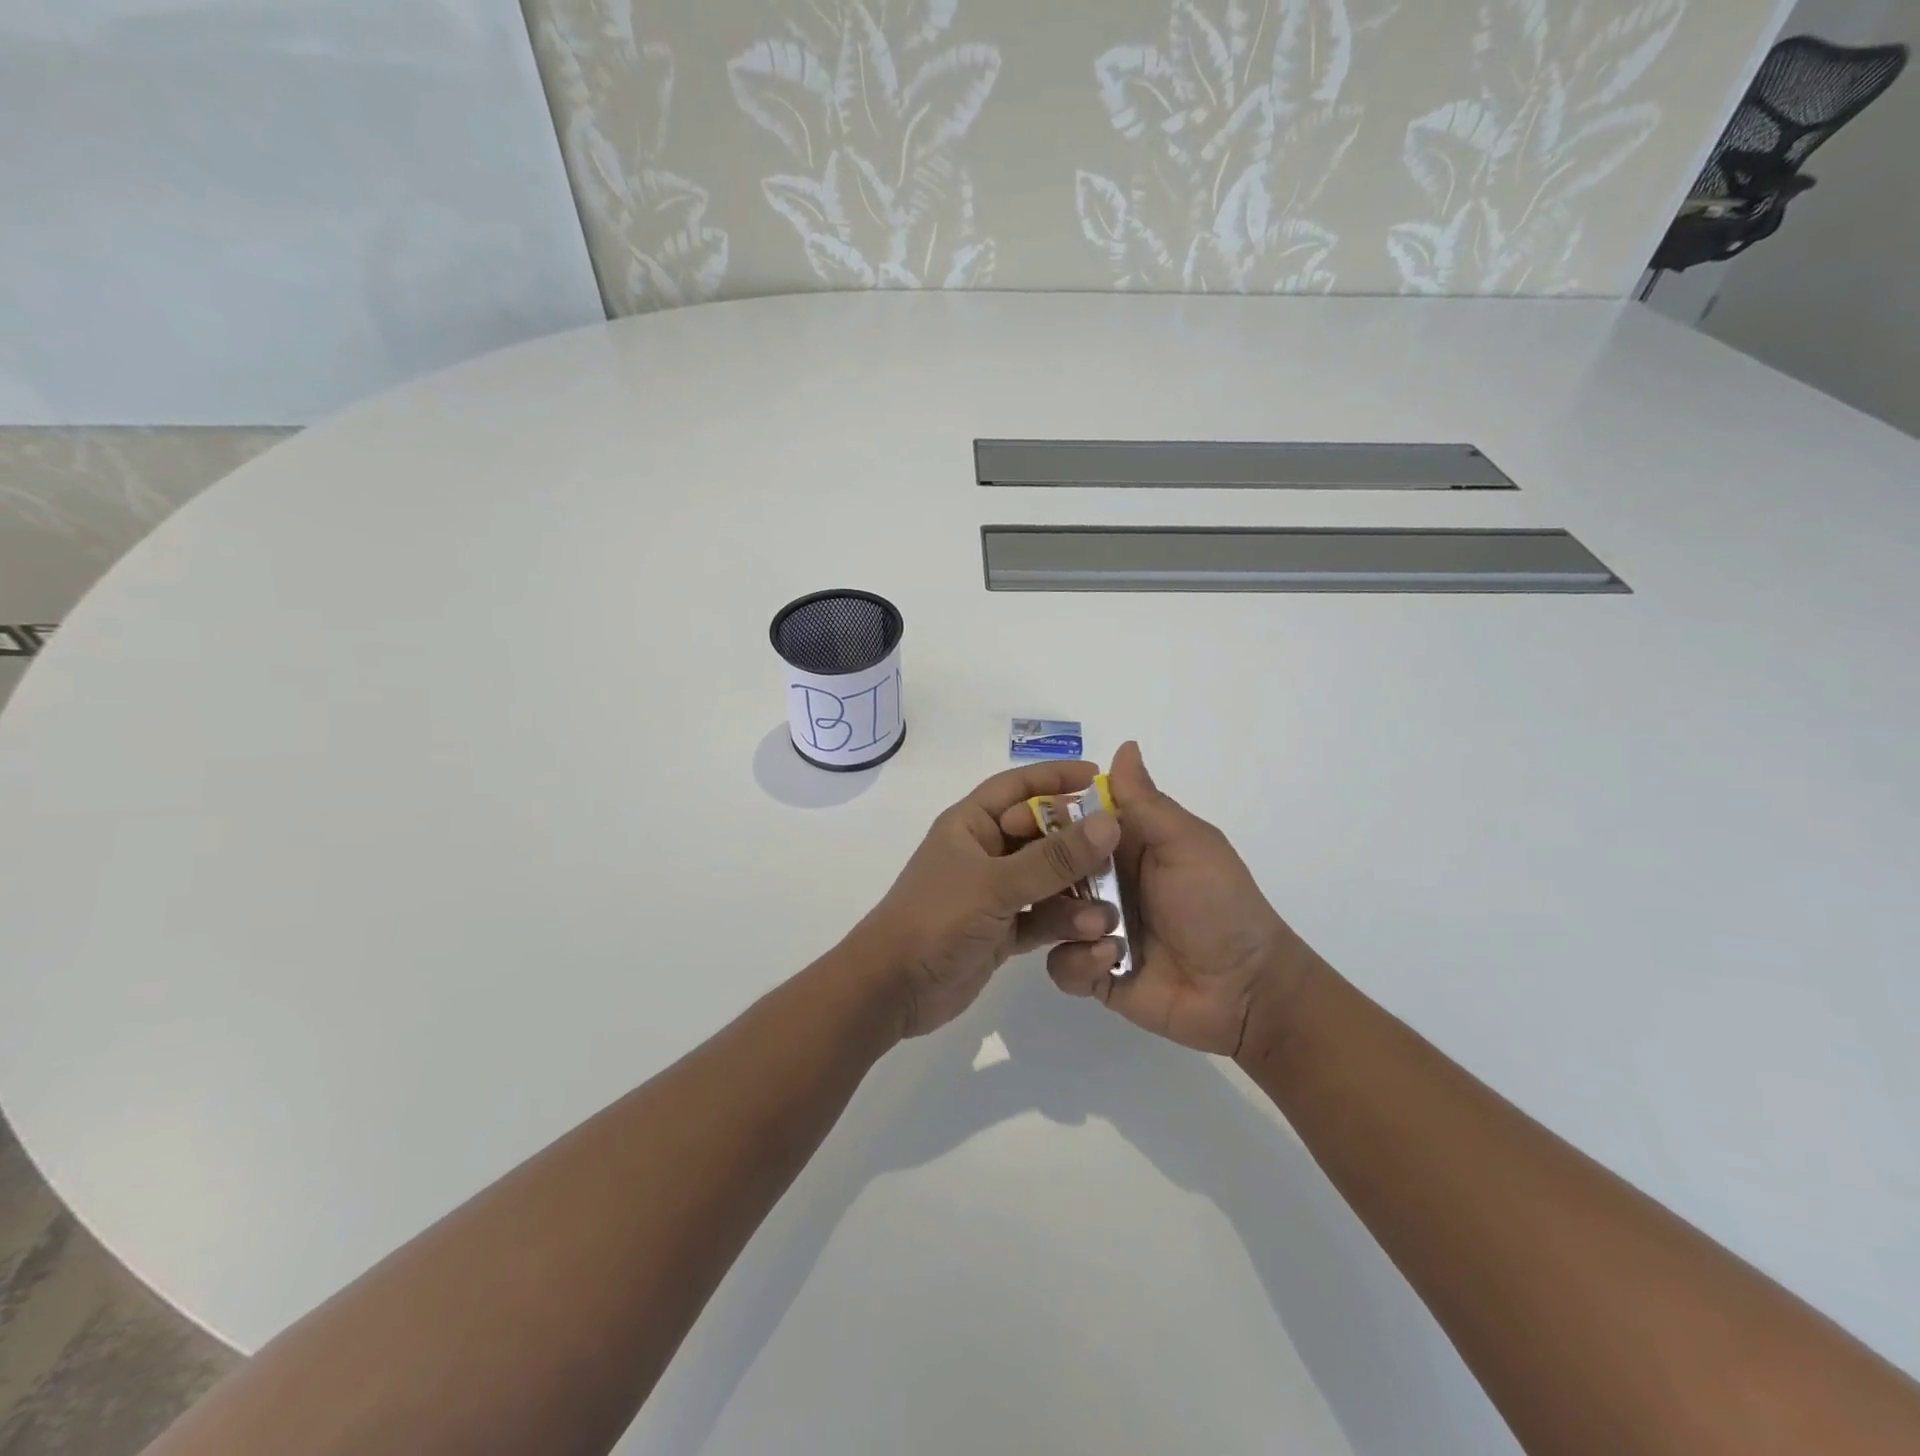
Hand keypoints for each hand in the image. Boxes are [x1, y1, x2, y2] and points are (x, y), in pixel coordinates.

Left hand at [851, 762, 1122, 1038]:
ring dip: (1076, 891)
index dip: (1056, 778)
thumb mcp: (996, 884)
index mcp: (970, 824)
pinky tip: (1093, 933)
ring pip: (1046, 880)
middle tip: (1118, 851)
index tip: (1099, 777)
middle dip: (1078, 843)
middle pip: (1040, 835)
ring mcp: (993, 893)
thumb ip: (1053, 858)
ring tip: (1107, 908)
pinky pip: (1042, 917)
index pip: (1017, 787)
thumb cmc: (936, 918)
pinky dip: (1065, 923)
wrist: (893, 989)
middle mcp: (984, 853)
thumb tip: (1108, 822)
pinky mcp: (1001, 931)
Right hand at [1034, 742, 1321, 1058]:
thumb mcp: (1187, 845)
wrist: (1246, 989)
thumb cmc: (1219, 904)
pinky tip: (1111, 960)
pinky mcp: (1094, 972)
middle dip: (1039, 872)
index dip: (1038, 816)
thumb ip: (1146, 802)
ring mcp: (1094, 928)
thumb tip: (1124, 745)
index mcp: (1121, 846)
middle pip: (1046, 868)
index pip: (1067, 821)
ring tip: (1103, 928)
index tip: (1011, 819)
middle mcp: (1101, 883)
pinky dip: (1079, 962)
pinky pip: (1061, 964)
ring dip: (1067, 919)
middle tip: (1038, 879)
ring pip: (1047, 916)